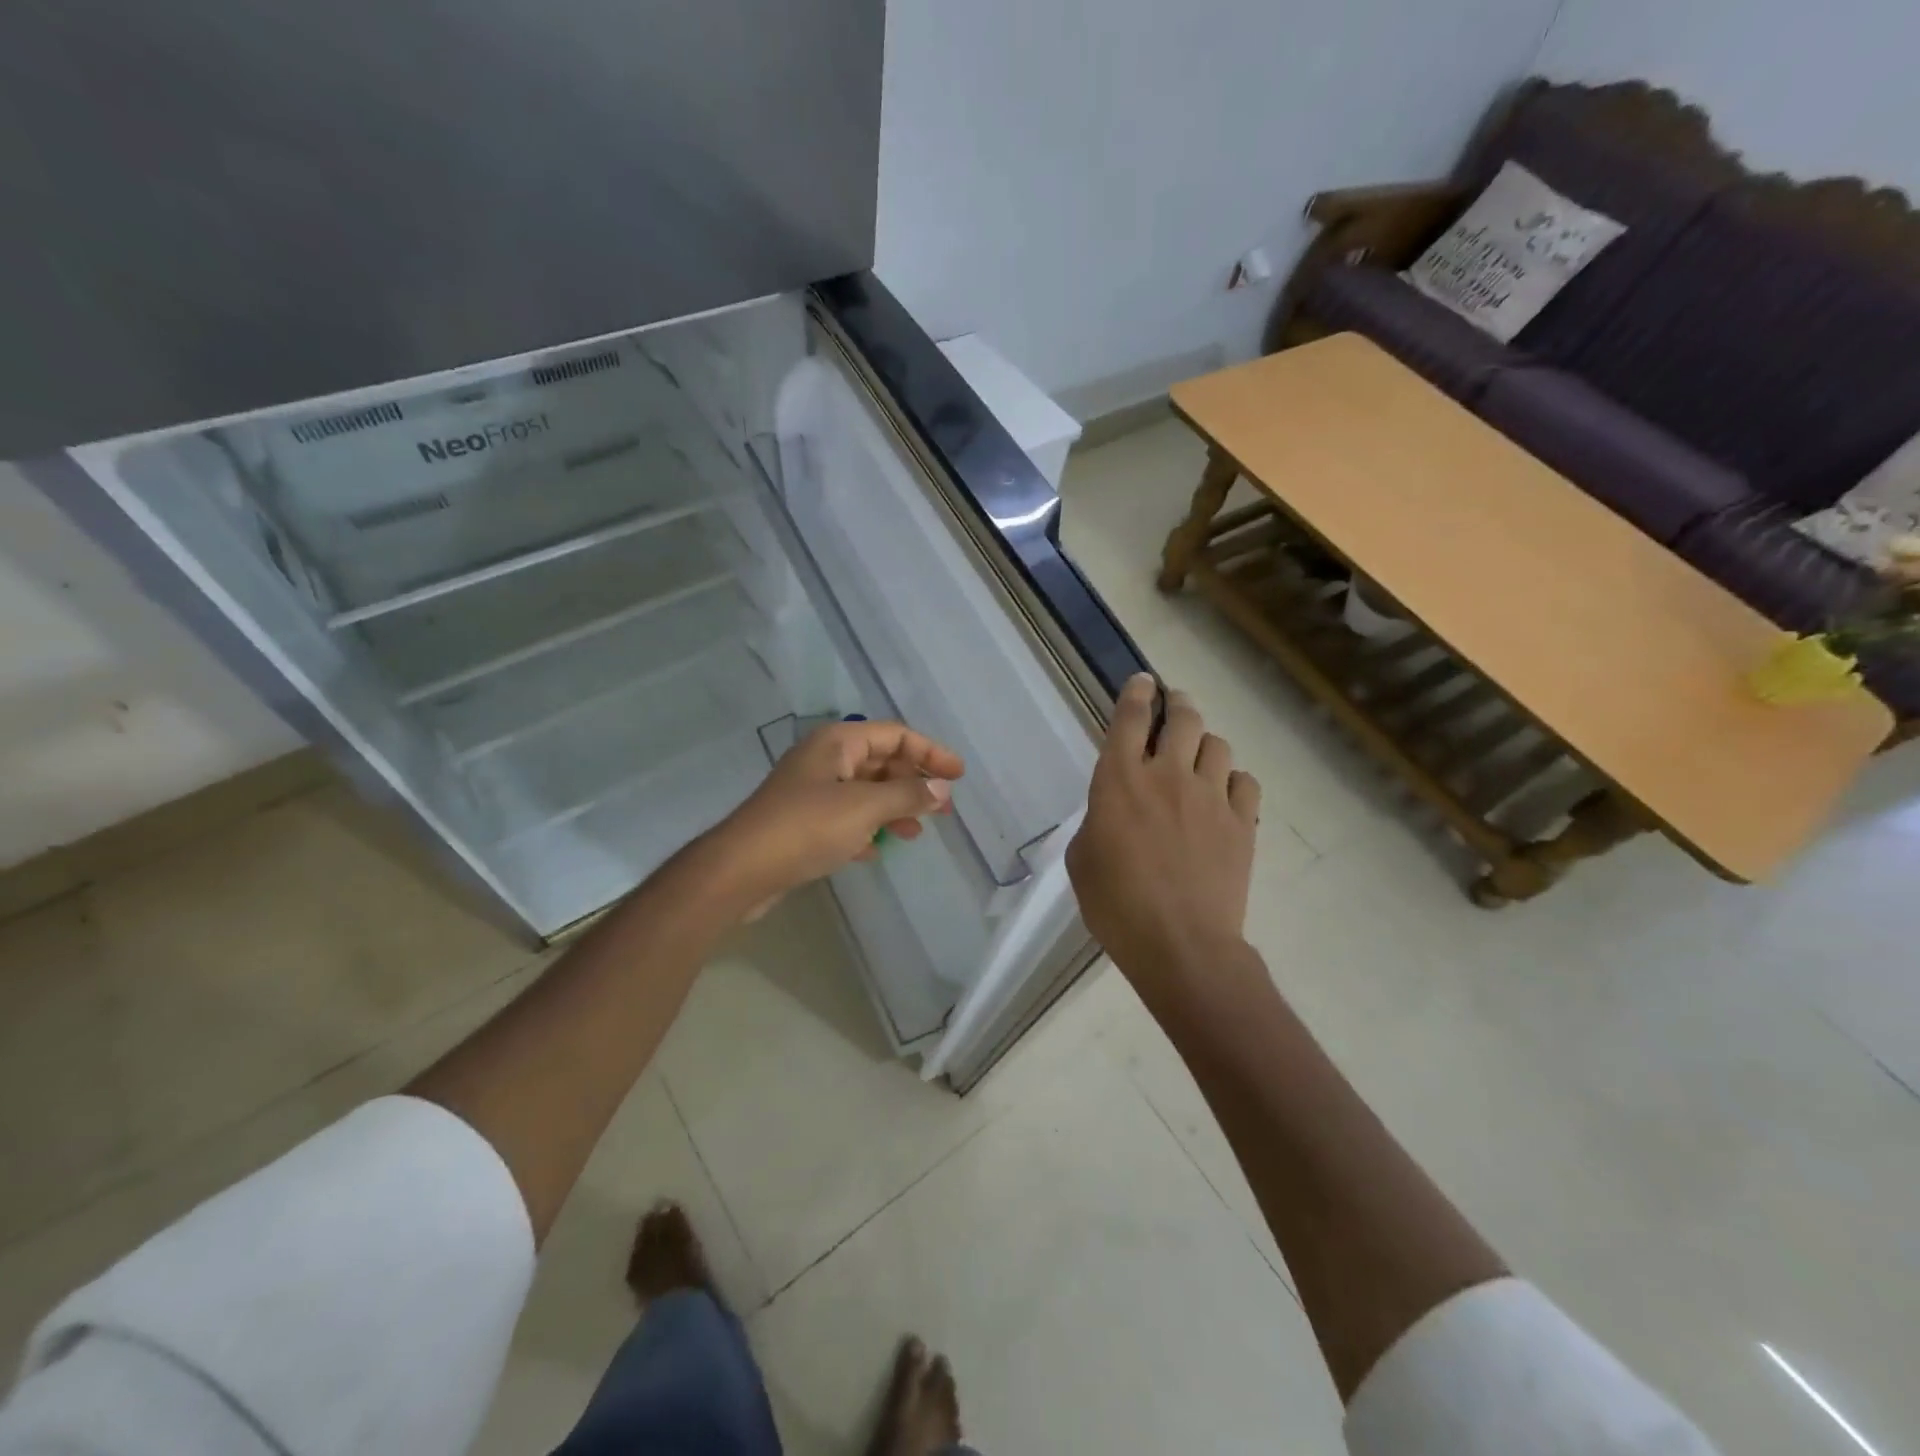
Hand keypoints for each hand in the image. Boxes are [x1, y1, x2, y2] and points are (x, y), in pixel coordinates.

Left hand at [699, 719, 962, 916]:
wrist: (741, 869)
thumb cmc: (807, 827)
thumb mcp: (864, 807)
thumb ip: (907, 794)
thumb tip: (941, 788)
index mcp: (838, 742)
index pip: (896, 735)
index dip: (930, 752)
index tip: (958, 776)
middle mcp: (825, 759)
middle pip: (881, 762)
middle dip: (913, 783)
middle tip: (942, 809)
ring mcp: (811, 791)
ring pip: (865, 792)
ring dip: (893, 809)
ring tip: (915, 834)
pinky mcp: (802, 822)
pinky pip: (845, 818)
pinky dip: (866, 829)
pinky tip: (876, 850)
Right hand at [1066, 675, 1260, 989]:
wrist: (1180, 944)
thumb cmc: (1116, 905)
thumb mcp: (1083, 858)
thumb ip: (1098, 819)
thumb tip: (1116, 810)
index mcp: (1120, 780)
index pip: (1131, 717)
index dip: (1137, 692)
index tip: (1143, 681)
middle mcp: (1168, 775)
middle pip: (1183, 718)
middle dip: (1178, 704)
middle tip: (1175, 707)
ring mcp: (1211, 796)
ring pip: (1218, 744)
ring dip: (1205, 745)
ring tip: (1198, 760)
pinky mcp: (1242, 822)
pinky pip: (1244, 782)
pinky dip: (1232, 781)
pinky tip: (1223, 796)